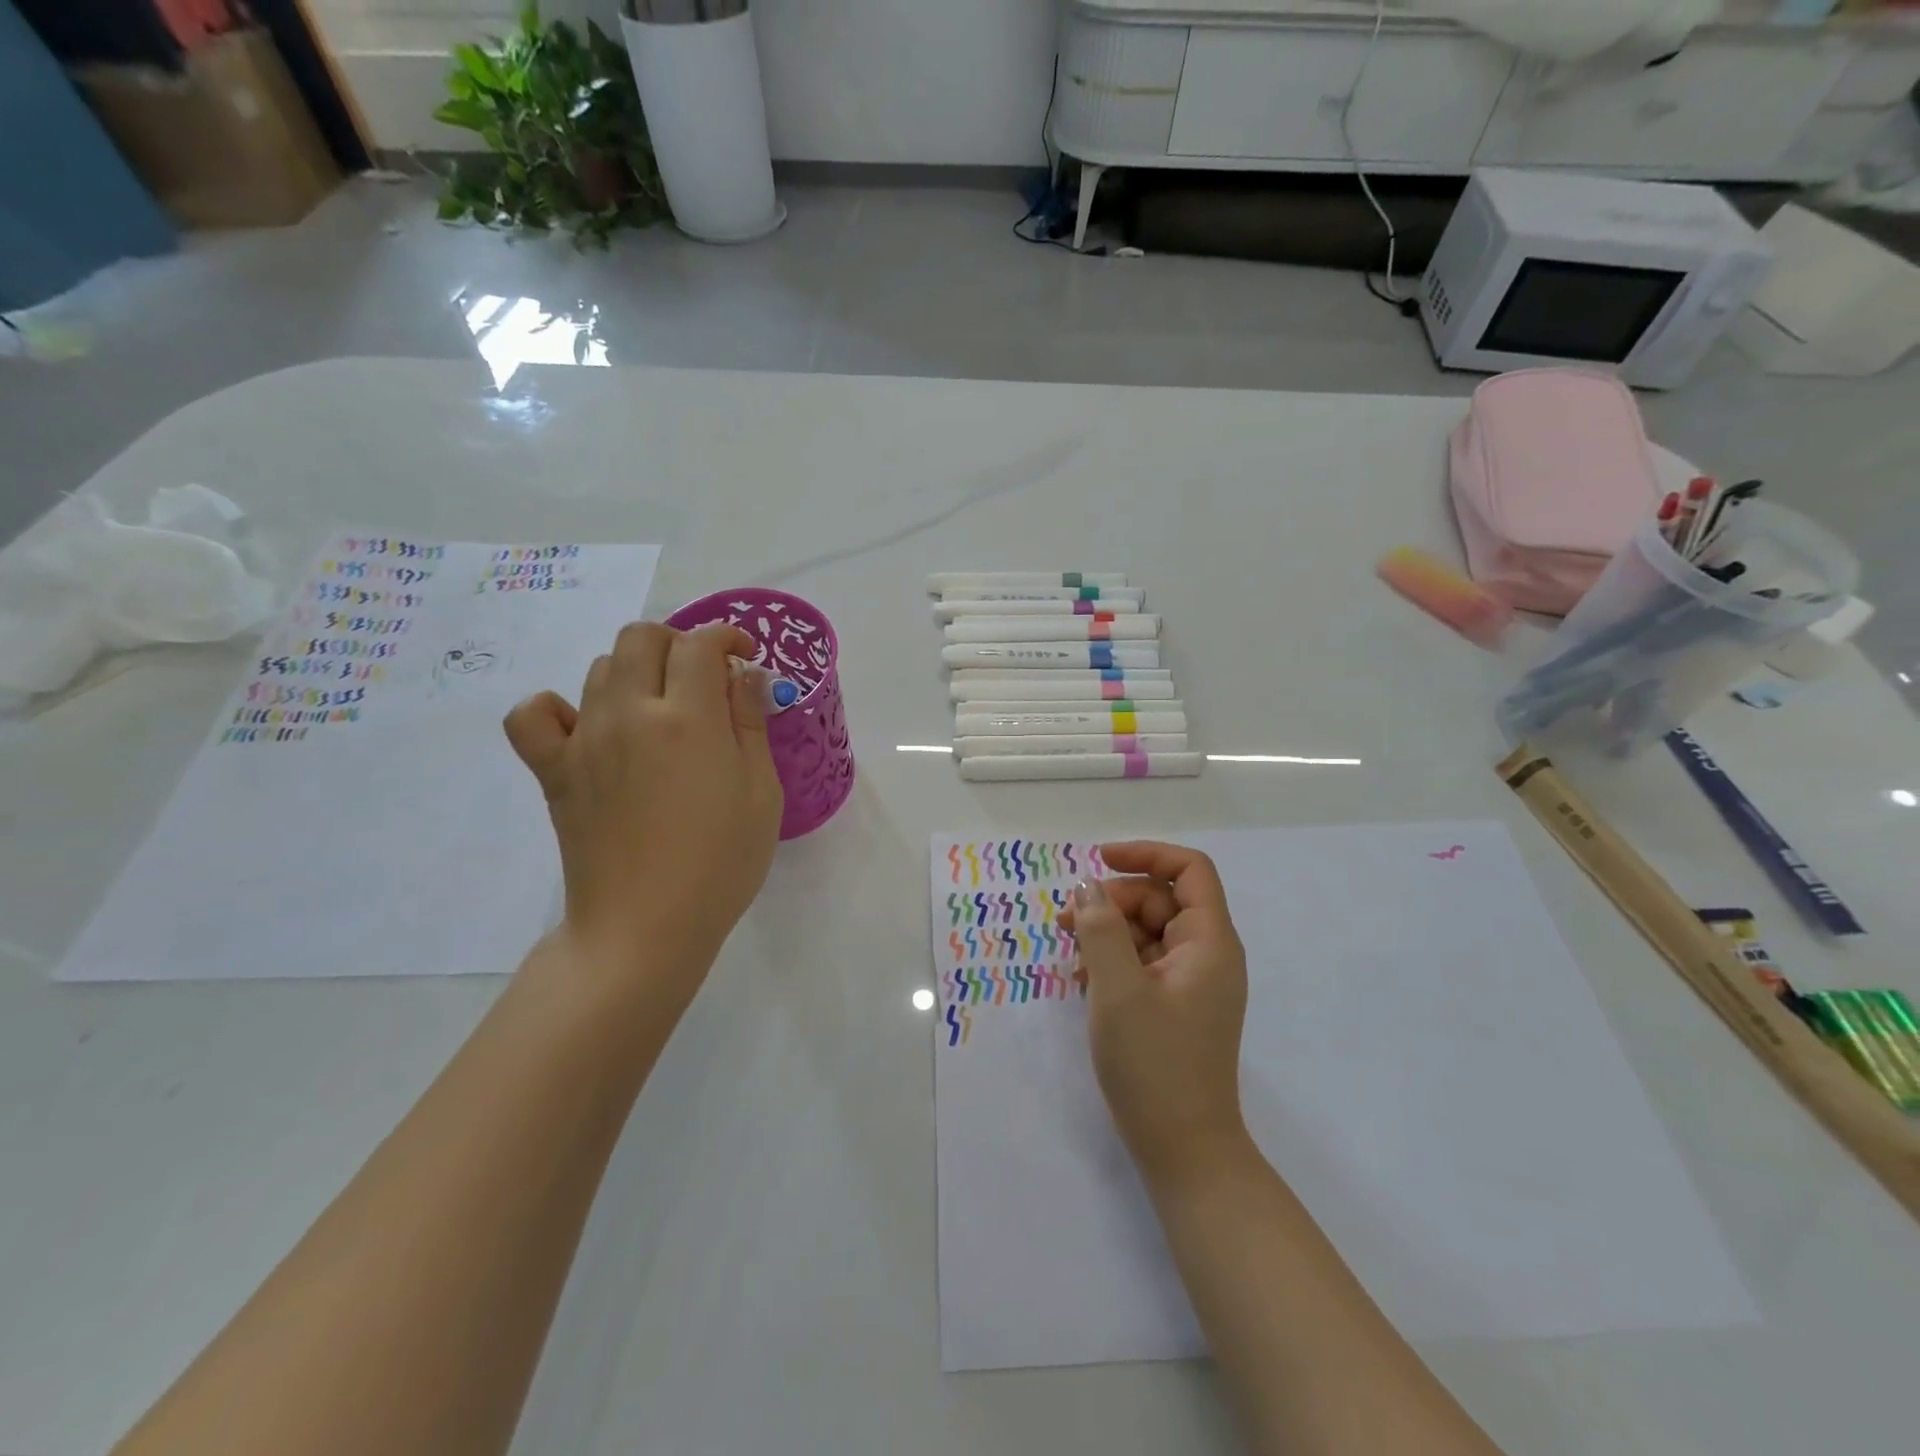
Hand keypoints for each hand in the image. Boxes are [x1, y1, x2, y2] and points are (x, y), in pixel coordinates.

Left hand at [503, 622, 782, 985]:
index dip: (727, 638)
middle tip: (704, 679)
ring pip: (601, 668)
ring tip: (660, 709)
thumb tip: (745, 675)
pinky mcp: (554, 771)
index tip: (744, 657)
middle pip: (642, 638)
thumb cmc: (720, 863)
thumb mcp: (761, 792)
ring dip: (636, 671)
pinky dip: (557, 708)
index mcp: (688, 719)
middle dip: (679, 644)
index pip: (700, 644)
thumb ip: (751, 724)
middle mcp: (630, 714)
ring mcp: (584, 740)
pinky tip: (587, 727)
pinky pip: (534, 715)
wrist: (646, 927)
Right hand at [1059, 842, 1250, 1185]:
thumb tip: (1088, 887)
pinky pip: (1144, 963)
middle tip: (1066, 921)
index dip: (1145, 854)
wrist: (1184, 1150)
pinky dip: (1113, 961)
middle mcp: (1207, 955)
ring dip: (1107, 932)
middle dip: (1113, 901)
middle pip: (1161, 900)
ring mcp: (1193, 982)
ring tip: (1069, 952)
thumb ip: (1100, 929)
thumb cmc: (1154, 1064)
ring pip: (1148, 932)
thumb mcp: (1117, 989)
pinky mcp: (1176, 1006)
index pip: (1189, 870)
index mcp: (1209, 942)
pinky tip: (1082, 982)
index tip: (1098, 861)